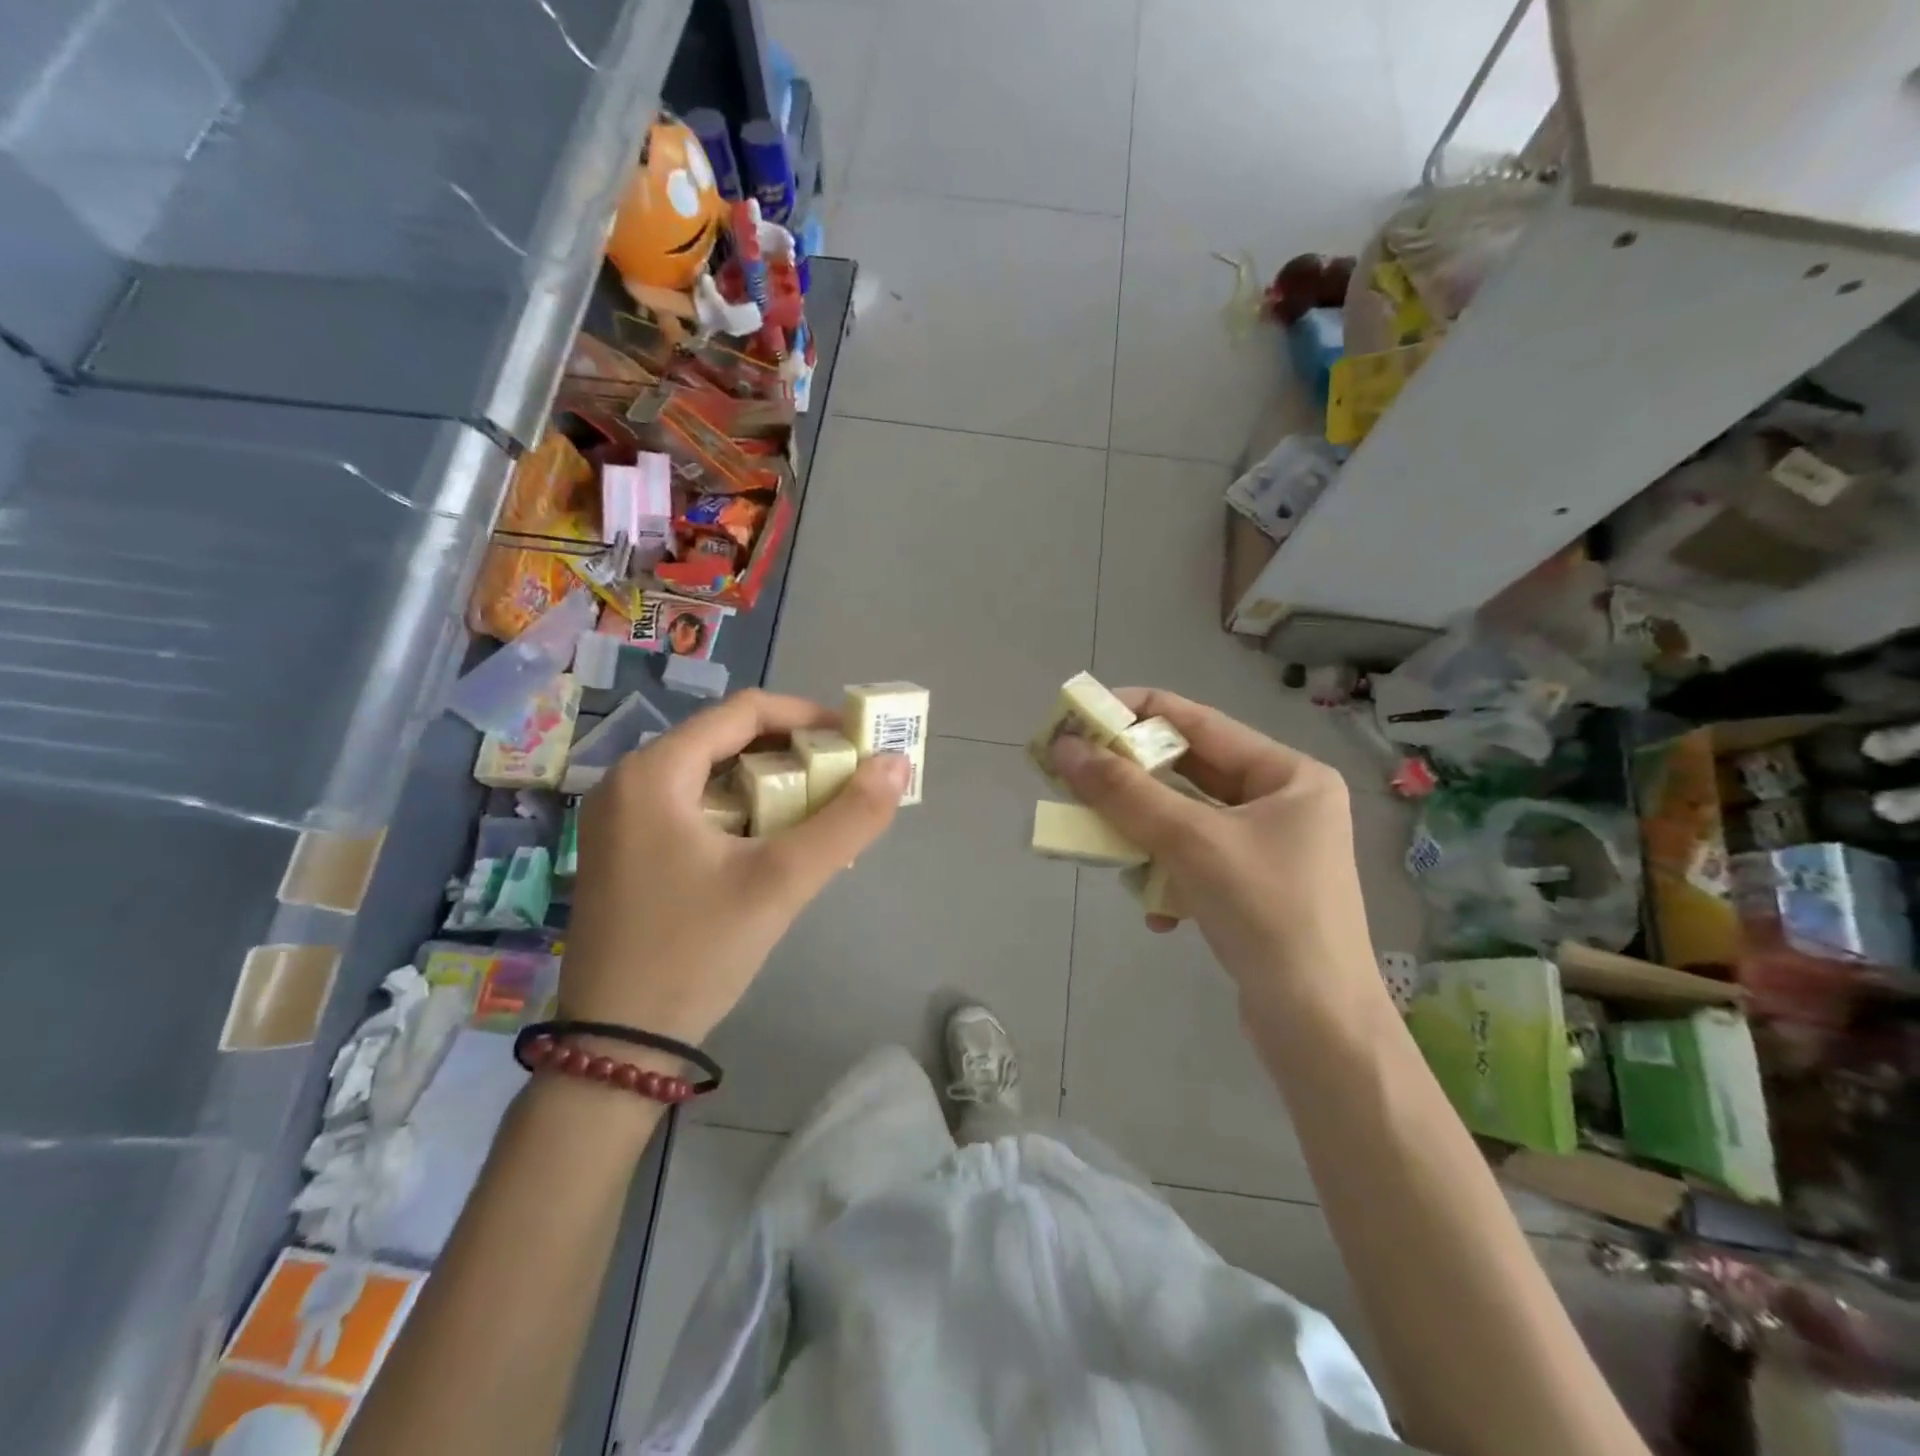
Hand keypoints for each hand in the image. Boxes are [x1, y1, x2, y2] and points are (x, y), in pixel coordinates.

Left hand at [562, 690, 910, 1045]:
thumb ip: (847, 820)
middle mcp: (629, 782)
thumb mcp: (781, 882)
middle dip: (793, 754)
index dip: (807, 717)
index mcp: (653, 773)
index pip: (743, 711)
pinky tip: (775, 843)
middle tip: (844, 778)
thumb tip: (897, 764)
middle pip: (727, 741)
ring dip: (771, 785)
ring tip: (820, 812)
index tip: (855, 741)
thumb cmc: (695, 953)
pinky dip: (742, 813)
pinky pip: (695, 809)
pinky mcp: (625, 851)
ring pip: (712, 777)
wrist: (615, 1048)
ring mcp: (621, 819)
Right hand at [1050, 688, 1375, 1006]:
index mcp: (1288, 774)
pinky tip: (1158, 914)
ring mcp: (1268, 848)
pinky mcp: (1251, 888)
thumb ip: (1125, 793)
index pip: (1198, 721)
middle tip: (1074, 775)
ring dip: (1144, 836)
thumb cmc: (1267, 914)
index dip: (1135, 713)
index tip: (1079, 715)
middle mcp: (1282, 802)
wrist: (1318, 1027)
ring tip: (1107, 850)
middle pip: (1189, 773)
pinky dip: (1167, 878)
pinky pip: (1193, 861)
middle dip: (1131, 781)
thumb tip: (1065, 748)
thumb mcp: (1191, 844)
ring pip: (1184, 820)